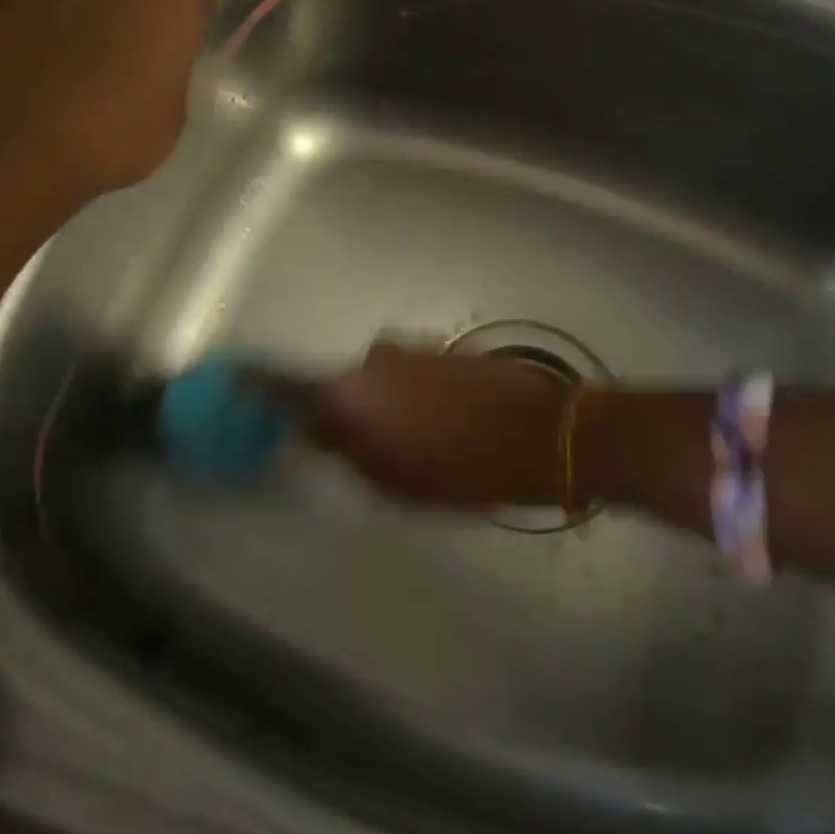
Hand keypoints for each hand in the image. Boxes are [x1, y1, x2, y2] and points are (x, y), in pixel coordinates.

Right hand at [306, 346, 569, 506]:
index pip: (299, 396)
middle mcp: (373, 359)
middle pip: (341, 387)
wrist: (540, 431)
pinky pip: (407, 373)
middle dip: (346, 417)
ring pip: (377, 380)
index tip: (297, 434)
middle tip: (367, 454)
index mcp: (353, 392)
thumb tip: (314, 442)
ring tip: (410, 442)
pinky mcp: (441, 348)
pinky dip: (409, 395)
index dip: (294, 416)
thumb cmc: (462, 469)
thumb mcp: (397, 485)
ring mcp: (410, 349)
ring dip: (381, 405)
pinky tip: (435, 422)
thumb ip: (349, 459)